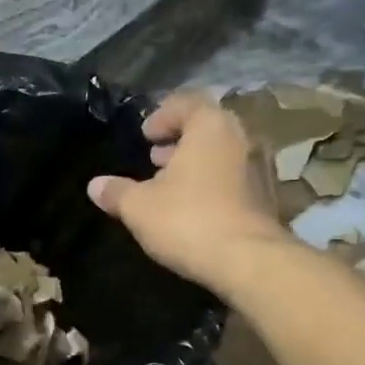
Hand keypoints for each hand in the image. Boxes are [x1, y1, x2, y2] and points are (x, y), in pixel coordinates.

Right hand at [88, 92, 286, 292]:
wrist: (249, 262)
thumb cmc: (188, 220)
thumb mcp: (138, 206)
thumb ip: (116, 191)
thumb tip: (95, 185)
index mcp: (211, 126)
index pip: (187, 102)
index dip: (162, 116)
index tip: (145, 136)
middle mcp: (241, 138)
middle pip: (208, 127)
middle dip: (179, 140)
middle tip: (156, 158)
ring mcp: (260, 167)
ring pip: (223, 153)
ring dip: (197, 163)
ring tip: (171, 185)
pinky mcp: (269, 197)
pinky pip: (235, 178)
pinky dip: (214, 183)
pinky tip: (194, 208)